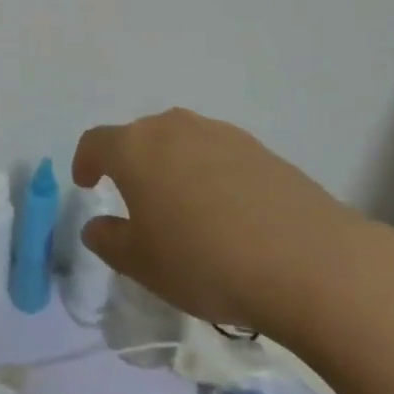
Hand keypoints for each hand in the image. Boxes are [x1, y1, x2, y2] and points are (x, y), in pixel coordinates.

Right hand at [72, 108, 369, 338]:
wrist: (307, 260)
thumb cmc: (205, 261)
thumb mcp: (143, 265)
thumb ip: (110, 241)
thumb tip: (97, 226)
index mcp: (135, 148)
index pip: (96, 142)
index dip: (86, 161)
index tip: (86, 183)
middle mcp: (172, 127)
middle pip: (140, 137)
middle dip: (133, 165)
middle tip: (138, 203)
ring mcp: (219, 133)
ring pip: (181, 143)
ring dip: (174, 168)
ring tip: (186, 210)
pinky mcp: (259, 148)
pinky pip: (218, 155)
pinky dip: (211, 176)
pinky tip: (228, 214)